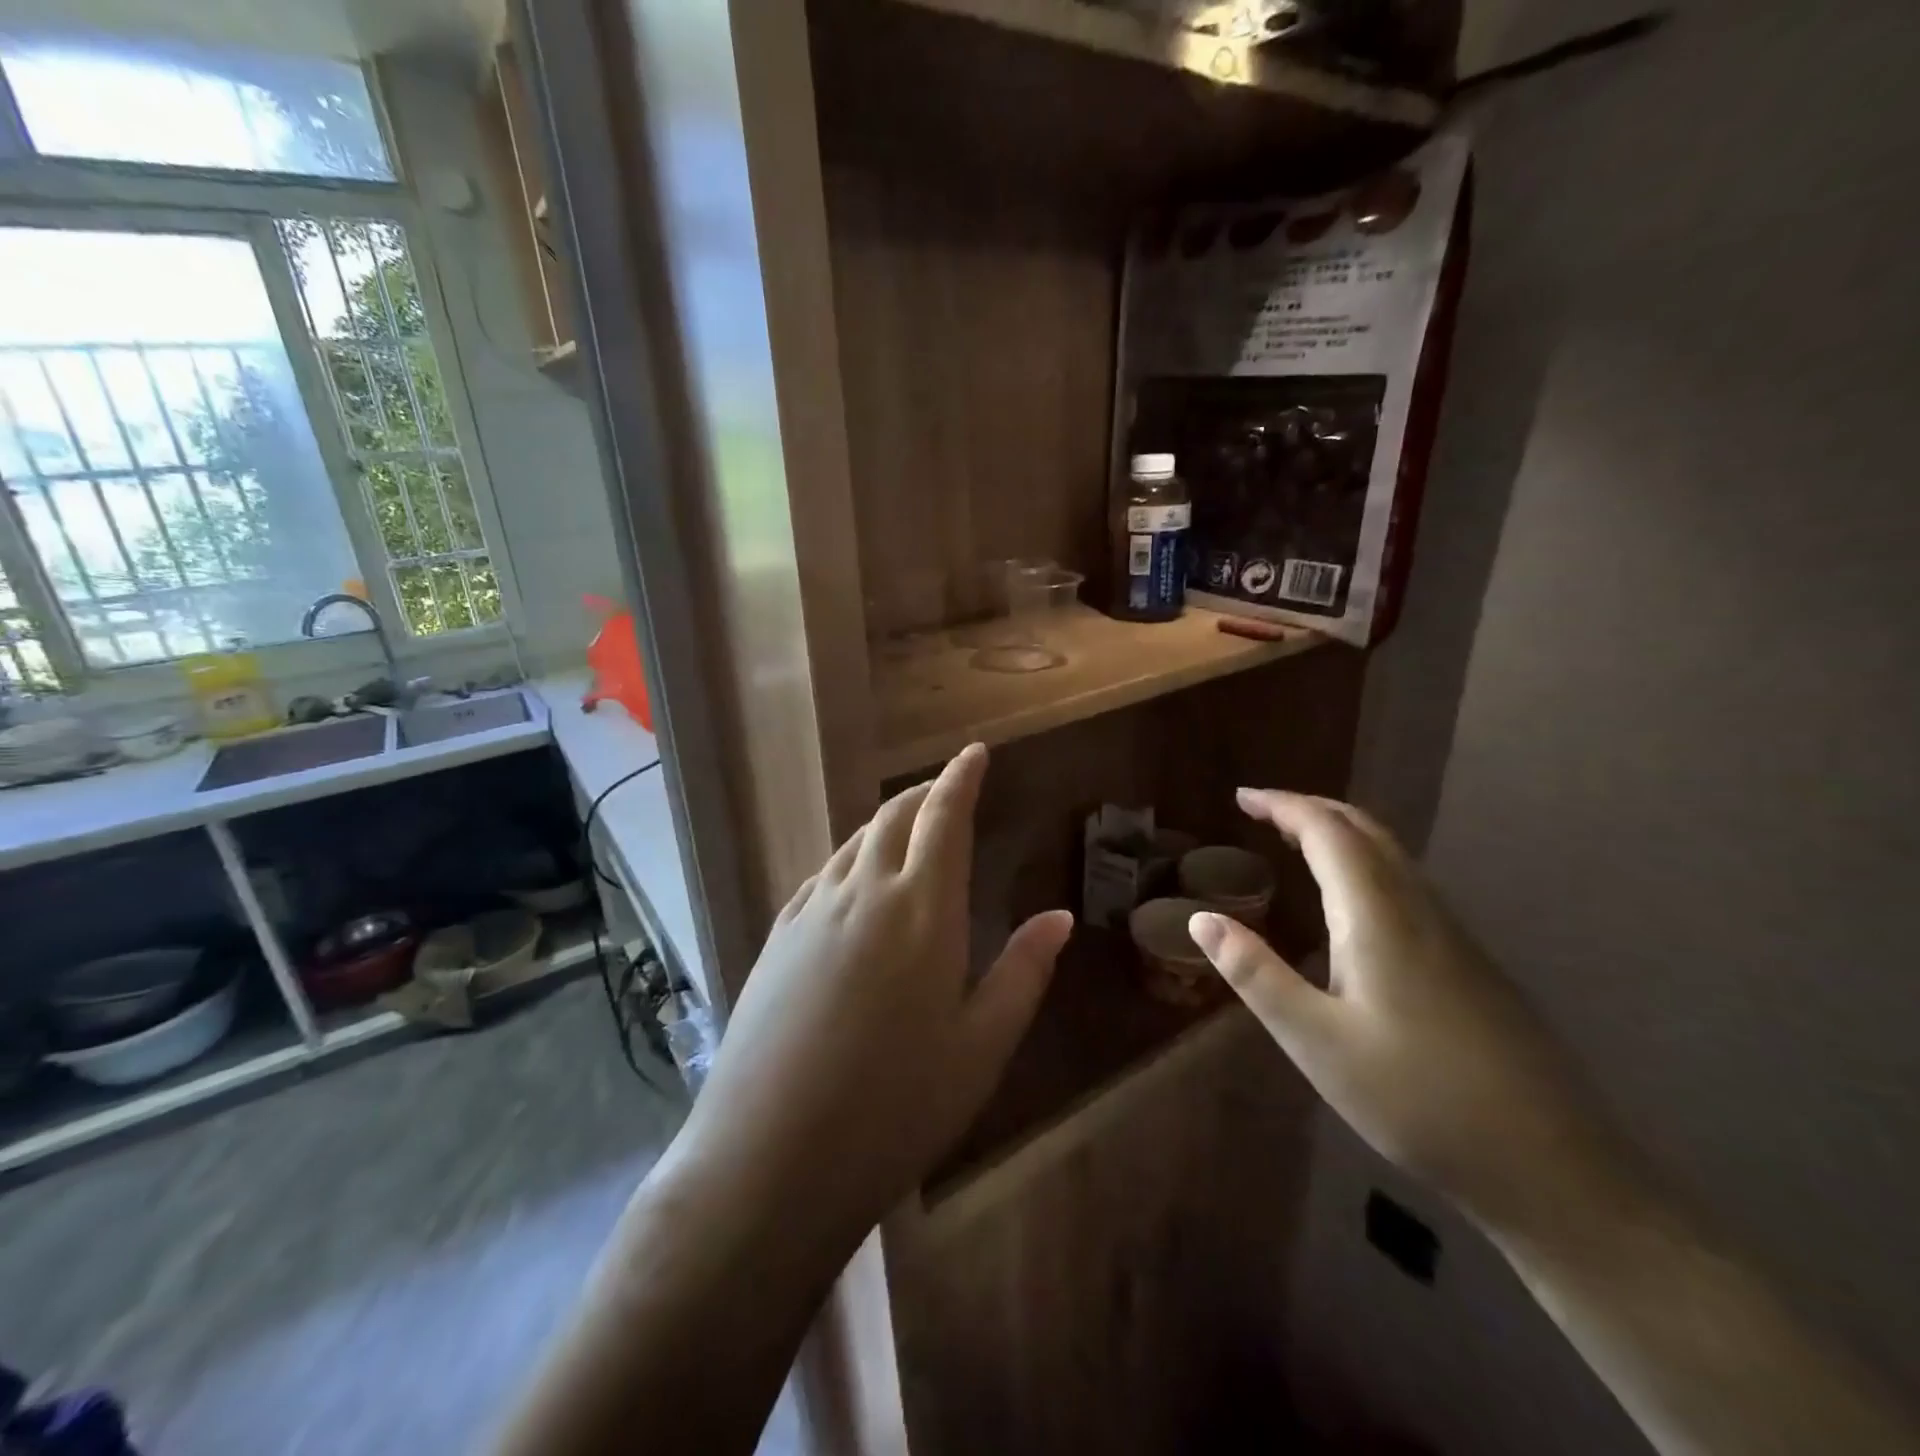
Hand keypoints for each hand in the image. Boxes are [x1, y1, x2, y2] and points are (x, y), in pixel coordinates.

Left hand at [674, 743, 1072, 1252]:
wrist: (771, 1157)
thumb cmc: (896, 1107)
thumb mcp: (981, 1047)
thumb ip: (1023, 973)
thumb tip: (1059, 917)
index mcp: (923, 910)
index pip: (944, 817)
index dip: (961, 778)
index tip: (975, 753)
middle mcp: (864, 893)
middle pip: (895, 817)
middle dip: (925, 793)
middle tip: (946, 789)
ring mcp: (812, 912)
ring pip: (855, 842)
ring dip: (885, 823)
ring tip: (907, 828)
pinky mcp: (777, 937)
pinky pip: (822, 874)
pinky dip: (849, 858)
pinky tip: (853, 880)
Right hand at [1188, 790, 1614, 1232]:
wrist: (1553, 1167)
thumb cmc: (1417, 1099)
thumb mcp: (1315, 1041)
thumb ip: (1255, 974)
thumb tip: (1200, 919)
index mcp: (1377, 916)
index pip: (1327, 831)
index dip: (1282, 805)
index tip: (1241, 797)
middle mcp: (1419, 909)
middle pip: (1365, 831)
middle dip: (1311, 809)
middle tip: (1263, 812)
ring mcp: (1453, 935)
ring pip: (1392, 856)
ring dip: (1340, 835)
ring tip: (1295, 844)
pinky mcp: (1470, 963)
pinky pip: (1407, 885)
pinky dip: (1364, 866)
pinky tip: (1350, 906)